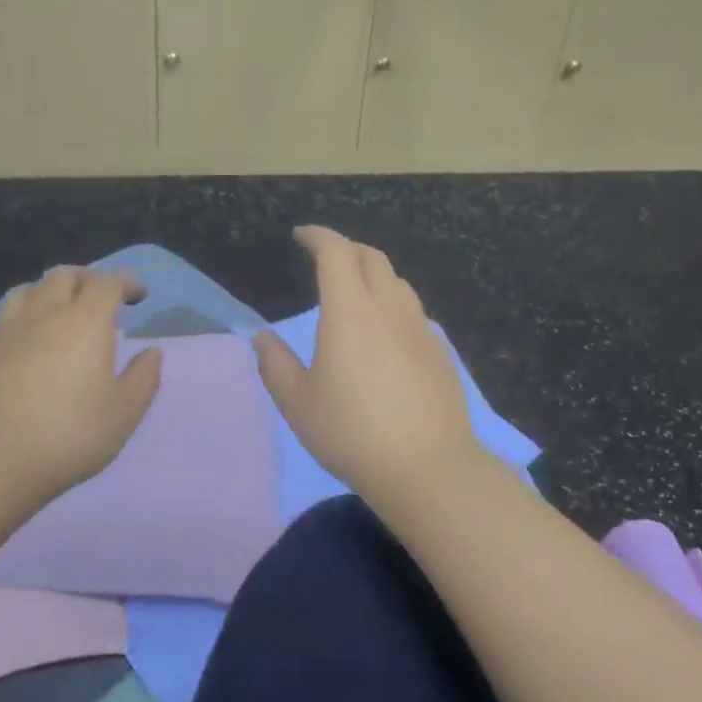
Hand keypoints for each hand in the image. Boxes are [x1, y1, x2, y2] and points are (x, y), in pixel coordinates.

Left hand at [0, 267, 161, 522]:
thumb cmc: (67, 436)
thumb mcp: (123, 414)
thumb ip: (143, 378)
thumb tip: (151, 352)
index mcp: (85, 323)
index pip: (107, 283)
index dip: (125, 283)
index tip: (138, 296)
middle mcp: (43, 315)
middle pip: (65, 275)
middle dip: (88, 279)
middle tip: (102, 297)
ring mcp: (4, 332)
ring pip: (27, 290)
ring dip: (49, 292)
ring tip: (60, 311)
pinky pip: (1, 323)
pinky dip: (20, 322)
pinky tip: (22, 346)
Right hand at [253, 226, 479, 508]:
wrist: (427, 466)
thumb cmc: (351, 432)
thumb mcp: (298, 403)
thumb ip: (275, 364)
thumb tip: (262, 337)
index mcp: (350, 310)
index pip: (336, 252)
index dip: (317, 236)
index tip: (300, 235)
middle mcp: (389, 308)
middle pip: (372, 258)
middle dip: (346, 248)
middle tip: (326, 259)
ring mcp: (420, 328)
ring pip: (397, 282)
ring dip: (374, 274)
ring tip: (356, 292)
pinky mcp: (440, 351)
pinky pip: (413, 312)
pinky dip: (393, 305)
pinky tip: (386, 333)